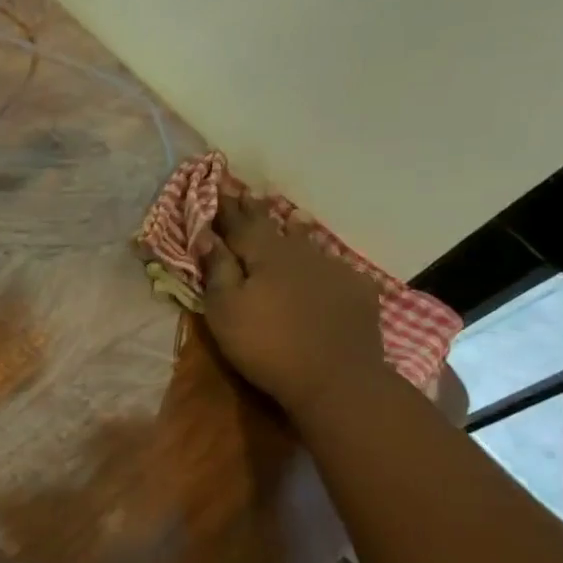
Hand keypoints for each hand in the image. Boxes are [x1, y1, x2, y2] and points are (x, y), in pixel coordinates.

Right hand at [200, 194, 391, 422]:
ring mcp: (333, 269)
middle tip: (247, 193)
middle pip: (274, 226)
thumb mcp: (225, 310)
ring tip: (290, 216)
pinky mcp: (356, 291)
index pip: (239, 222)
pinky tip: (321, 261)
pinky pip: (332, 264)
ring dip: (293, 228)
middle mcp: (300, 252)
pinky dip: (320, 258)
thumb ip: (217, 270)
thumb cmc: (266, 345)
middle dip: (256, 210)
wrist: (336, 377)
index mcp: (265, 254)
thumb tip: (206, 235)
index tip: (217, 184)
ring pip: (307, 241)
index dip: (225, 206)